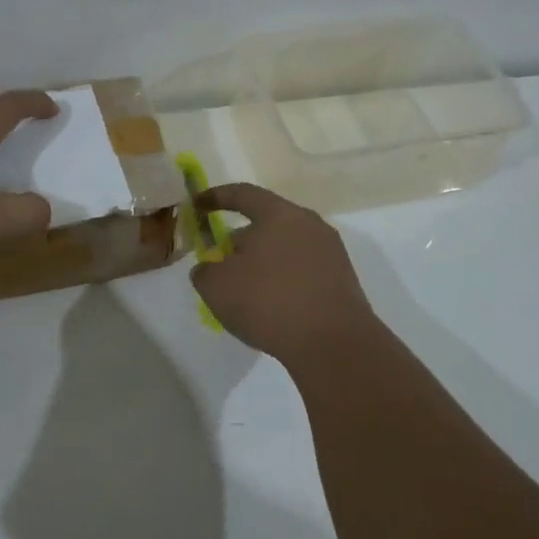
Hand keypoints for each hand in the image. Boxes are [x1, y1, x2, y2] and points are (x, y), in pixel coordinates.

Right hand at [191, 183, 380, 364]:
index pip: (242, 194)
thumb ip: (205, 270)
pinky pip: (301, 270)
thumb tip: (211, 268)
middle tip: (220, 262)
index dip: (215, 197)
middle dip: (239, 240)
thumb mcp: (216, 286)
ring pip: (284, 248)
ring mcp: (330, 252)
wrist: (333, 344)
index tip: (196, 205)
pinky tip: (271, 306)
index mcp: (279, 214)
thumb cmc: (268, 302)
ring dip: (261, 262)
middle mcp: (309, 224)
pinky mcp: (342, 280)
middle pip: (266, 222)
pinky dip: (281, 280)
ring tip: (244, 290)